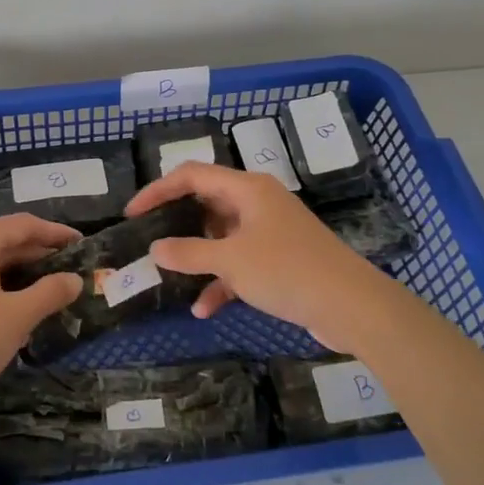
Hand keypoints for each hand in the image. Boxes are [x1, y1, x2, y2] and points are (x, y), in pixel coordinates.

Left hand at [0, 215, 83, 426]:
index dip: (55, 233)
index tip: (81, 244)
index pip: (23, 225)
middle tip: (68, 271)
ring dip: (16, 274)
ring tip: (45, 292)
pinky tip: (10, 311)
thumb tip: (74, 279)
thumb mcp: (17, 317)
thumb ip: (49, 293)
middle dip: (37, 255)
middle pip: (3, 241)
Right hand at [125, 162, 400, 354]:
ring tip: (168, 277)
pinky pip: (240, 263)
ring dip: (197, 258)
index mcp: (246, 189)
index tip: (132, 214)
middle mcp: (257, 203)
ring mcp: (270, 232)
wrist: (352, 306)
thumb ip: (188, 253)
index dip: (158, 190)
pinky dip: (222, 280)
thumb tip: (155, 248)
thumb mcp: (230, 261)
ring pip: (221, 237)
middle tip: (147, 241)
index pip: (192, 175)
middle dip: (176, 224)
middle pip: (206, 204)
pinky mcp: (279, 260)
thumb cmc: (287, 270)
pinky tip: (204, 309)